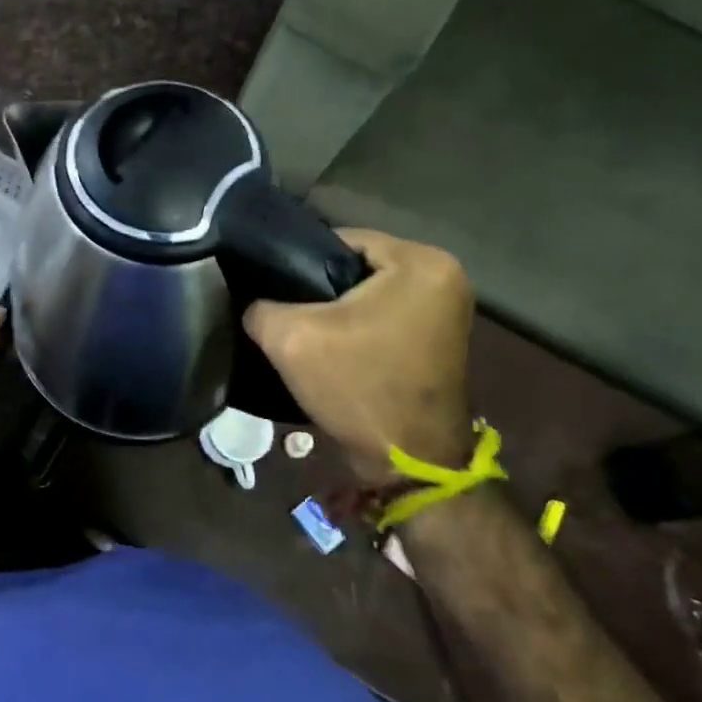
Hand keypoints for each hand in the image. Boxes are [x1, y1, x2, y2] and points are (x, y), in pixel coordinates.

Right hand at [243, 228, 472, 484]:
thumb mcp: (290, 339)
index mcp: (420, 261)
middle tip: (284, 309)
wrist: (409, 462)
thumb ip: (261, 305)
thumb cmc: (358, 388)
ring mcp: (449, 307)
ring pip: (371, 290)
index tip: (272, 287)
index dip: (298, 261)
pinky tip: (333, 344)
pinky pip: (387, 311)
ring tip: (304, 328)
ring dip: (339, 307)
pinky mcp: (441, 335)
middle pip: (357, 264)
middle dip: (319, 285)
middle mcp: (445, 274)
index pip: (340, 239)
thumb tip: (252, 299)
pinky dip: (359, 323)